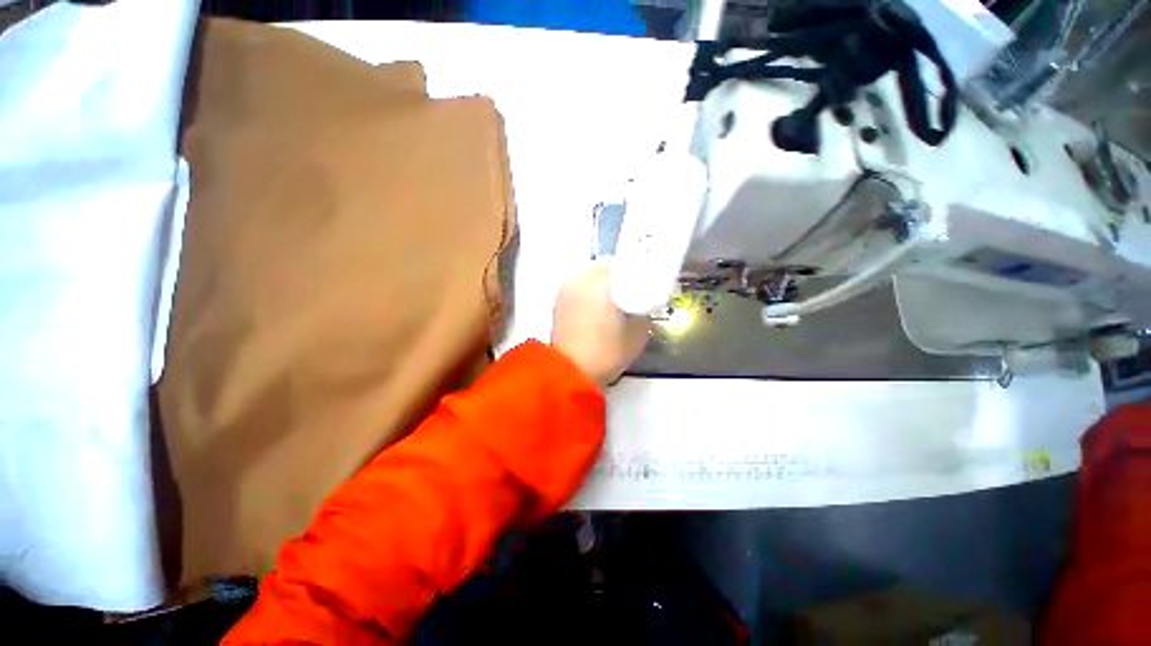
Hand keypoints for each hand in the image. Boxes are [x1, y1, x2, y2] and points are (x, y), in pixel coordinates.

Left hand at [551, 263, 651, 385]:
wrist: (571, 373)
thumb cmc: (608, 351)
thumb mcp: (639, 332)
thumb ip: (645, 311)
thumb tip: (644, 303)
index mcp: (602, 280)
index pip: (626, 262)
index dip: (639, 270)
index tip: (648, 281)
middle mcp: (581, 277)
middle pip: (607, 267)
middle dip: (621, 276)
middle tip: (633, 293)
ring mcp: (566, 288)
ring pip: (591, 276)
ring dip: (604, 284)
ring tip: (614, 303)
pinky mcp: (558, 301)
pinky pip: (580, 288)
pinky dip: (590, 293)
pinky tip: (597, 311)